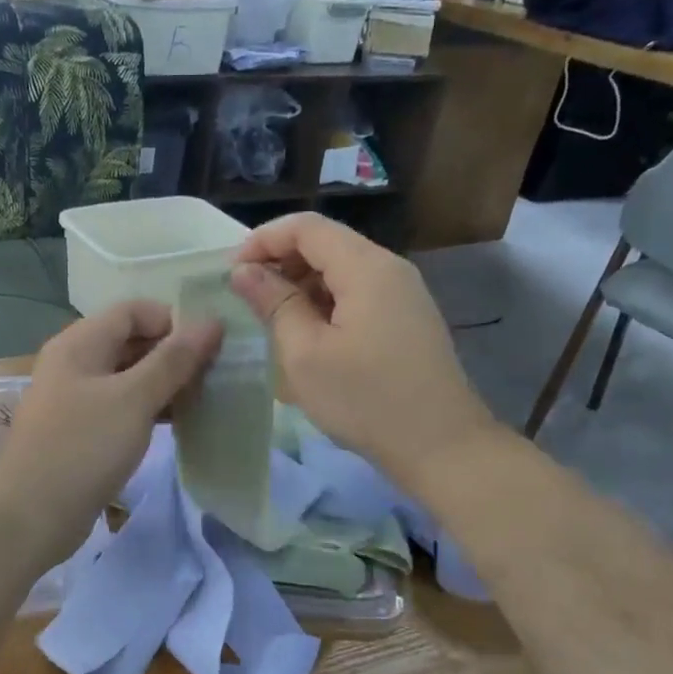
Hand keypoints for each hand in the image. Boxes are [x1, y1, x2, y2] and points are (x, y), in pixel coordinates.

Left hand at [0, 301, 222, 560]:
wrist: (31, 516)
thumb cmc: (83, 448)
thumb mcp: (134, 399)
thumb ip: (174, 360)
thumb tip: (212, 321)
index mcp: (80, 343)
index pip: (134, 310)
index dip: (173, 321)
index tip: (209, 348)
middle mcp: (74, 363)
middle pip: (131, 341)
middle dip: (172, 354)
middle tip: (212, 377)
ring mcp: (75, 398)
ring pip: (128, 376)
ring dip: (164, 384)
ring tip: (202, 400)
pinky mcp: (81, 431)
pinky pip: (120, 406)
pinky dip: (148, 409)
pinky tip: (175, 424)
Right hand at [230, 213, 493, 491]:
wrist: (441, 446)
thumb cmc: (365, 400)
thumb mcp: (305, 354)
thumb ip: (274, 304)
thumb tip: (245, 271)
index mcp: (366, 267)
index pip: (307, 227)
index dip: (263, 240)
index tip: (231, 272)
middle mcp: (389, 268)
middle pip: (326, 244)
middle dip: (280, 262)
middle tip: (246, 297)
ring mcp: (403, 295)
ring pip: (341, 271)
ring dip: (301, 286)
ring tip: (270, 320)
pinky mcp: (406, 320)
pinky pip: (358, 295)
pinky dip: (325, 304)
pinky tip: (307, 337)